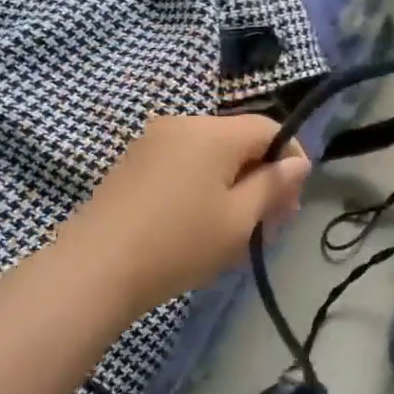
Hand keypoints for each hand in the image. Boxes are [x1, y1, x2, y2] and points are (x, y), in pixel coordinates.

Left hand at [72, 113, 309, 314]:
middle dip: (263, 175)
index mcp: (213, 132)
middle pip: (239, 141)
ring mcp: (153, 142)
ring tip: (240, 227)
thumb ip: (274, 185)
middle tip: (274, 221)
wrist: (95, 268)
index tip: (296, 197)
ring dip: (235, 183)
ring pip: (212, 155)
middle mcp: (183, 124)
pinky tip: (204, 221)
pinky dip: (205, 185)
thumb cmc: (180, 242)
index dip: (292, 157)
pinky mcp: (133, 163)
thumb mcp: (240, 218)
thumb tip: (298, 163)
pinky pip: (184, 163)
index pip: (269, 128)